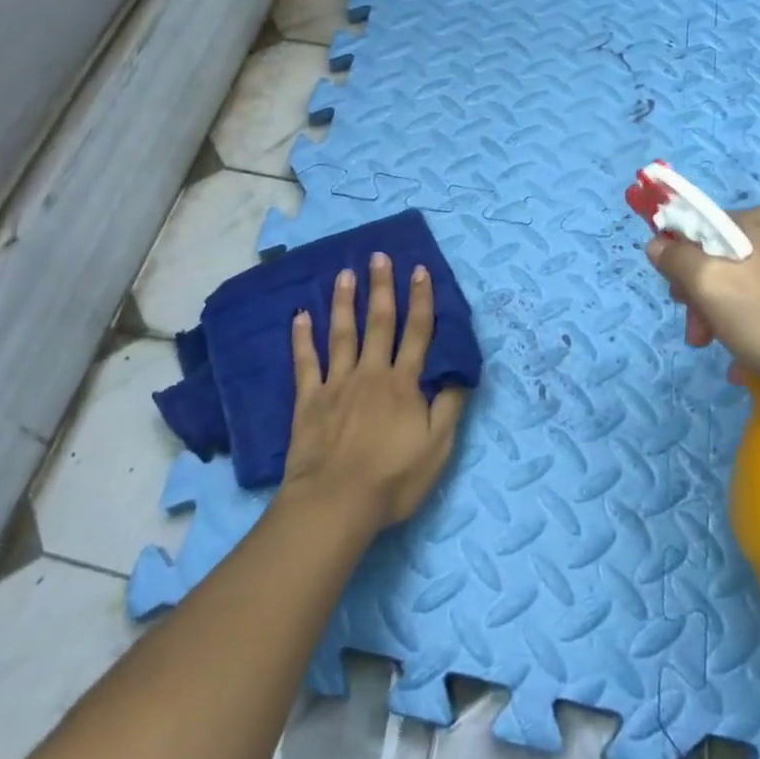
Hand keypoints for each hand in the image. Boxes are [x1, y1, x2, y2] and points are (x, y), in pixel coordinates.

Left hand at [279, 253, 468, 531]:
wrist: (335, 502)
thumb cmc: (392, 480)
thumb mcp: (437, 448)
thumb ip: (449, 407)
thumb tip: (459, 372)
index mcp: (403, 384)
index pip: (417, 333)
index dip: (421, 300)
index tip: (420, 270)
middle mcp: (371, 373)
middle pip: (379, 323)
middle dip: (382, 287)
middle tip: (379, 256)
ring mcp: (337, 384)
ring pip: (342, 334)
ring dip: (345, 302)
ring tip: (345, 273)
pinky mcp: (309, 400)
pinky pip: (305, 362)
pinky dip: (302, 338)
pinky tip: (300, 315)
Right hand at [646, 205, 759, 418]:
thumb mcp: (711, 289)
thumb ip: (677, 259)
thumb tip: (658, 243)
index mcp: (759, 218)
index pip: (697, 227)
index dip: (678, 264)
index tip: (679, 304)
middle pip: (726, 255)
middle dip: (706, 295)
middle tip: (704, 339)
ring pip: (755, 278)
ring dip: (733, 312)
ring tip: (736, 355)